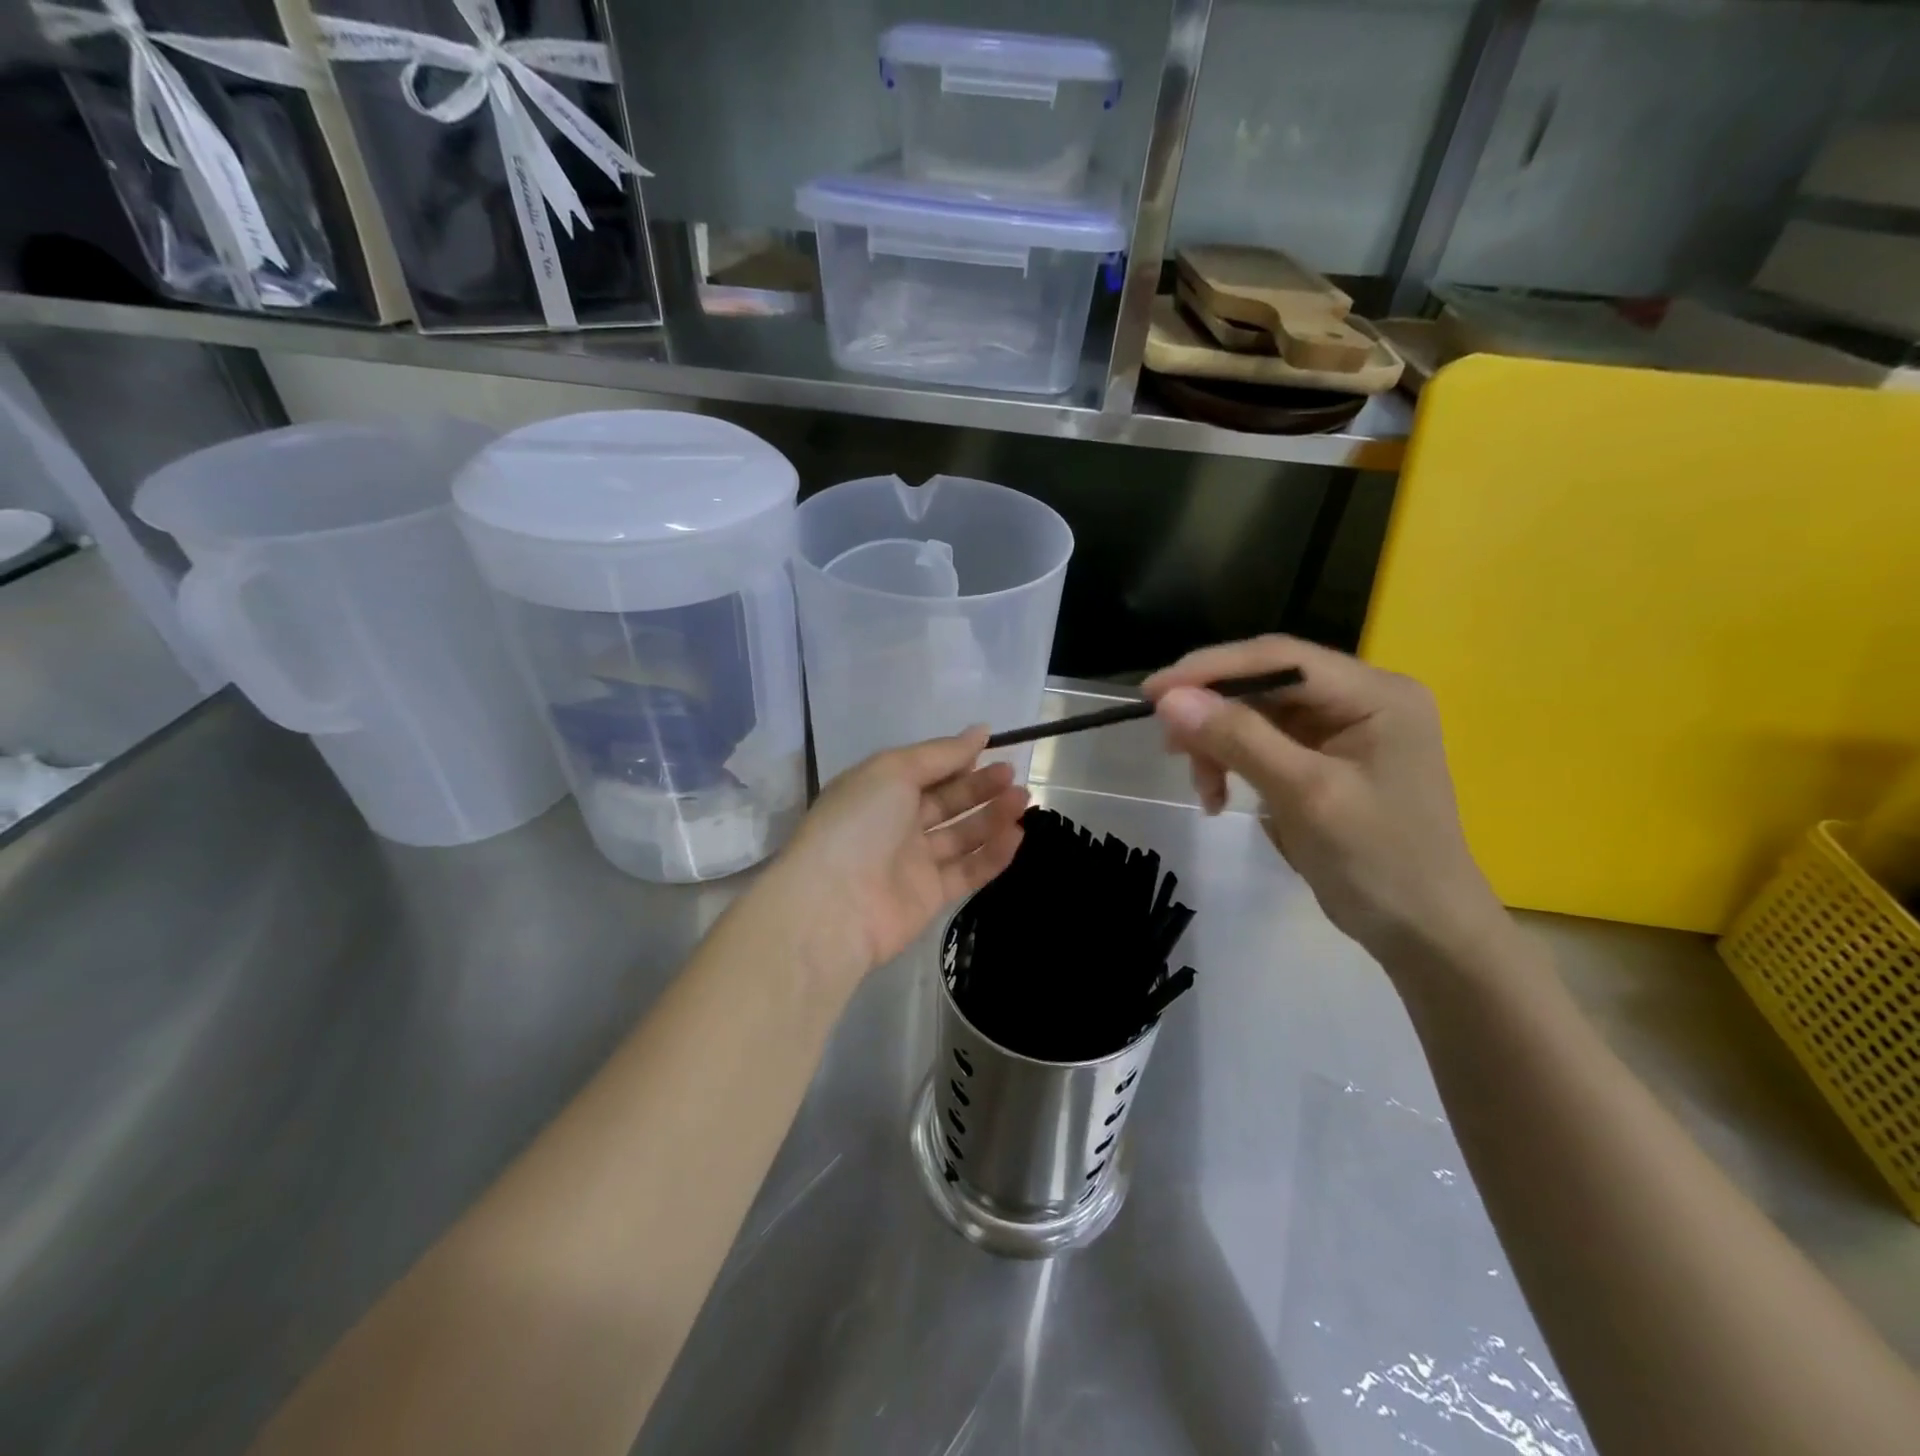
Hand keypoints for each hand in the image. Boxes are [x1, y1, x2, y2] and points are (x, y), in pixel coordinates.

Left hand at [758, 729, 1027, 991]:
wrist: (834, 904)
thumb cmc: (859, 822)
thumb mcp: (894, 771)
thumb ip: (940, 754)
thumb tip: (980, 731)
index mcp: (878, 789)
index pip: (925, 769)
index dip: (957, 758)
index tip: (993, 746)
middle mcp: (894, 823)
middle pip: (946, 801)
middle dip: (980, 786)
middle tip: (1012, 776)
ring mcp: (912, 862)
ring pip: (961, 835)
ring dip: (992, 817)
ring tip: (1024, 800)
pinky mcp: (930, 896)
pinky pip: (967, 870)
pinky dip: (992, 854)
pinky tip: (1017, 835)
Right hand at [1146, 636, 1505, 967]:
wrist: (1424, 932)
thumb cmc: (1378, 861)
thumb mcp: (1305, 795)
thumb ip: (1239, 739)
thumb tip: (1170, 700)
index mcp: (1375, 693)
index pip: (1279, 658)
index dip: (1210, 668)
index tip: (1152, 692)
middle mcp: (1360, 698)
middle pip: (1265, 683)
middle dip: (1212, 714)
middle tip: (1169, 747)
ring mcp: (1343, 729)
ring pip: (1257, 715)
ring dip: (1219, 745)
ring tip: (1203, 788)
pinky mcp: (1326, 759)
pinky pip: (1264, 744)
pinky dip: (1234, 765)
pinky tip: (1219, 796)